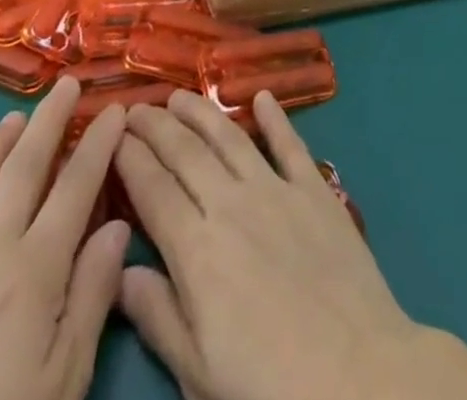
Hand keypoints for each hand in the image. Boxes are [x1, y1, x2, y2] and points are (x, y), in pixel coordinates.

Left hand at [0, 78, 129, 399]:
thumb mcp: (66, 377)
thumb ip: (92, 294)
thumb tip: (118, 226)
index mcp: (34, 270)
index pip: (75, 186)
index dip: (98, 143)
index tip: (115, 108)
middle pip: (21, 172)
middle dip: (46, 122)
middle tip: (64, 85)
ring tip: (9, 121)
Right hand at [112, 90, 425, 399]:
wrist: (354, 371)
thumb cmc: (267, 382)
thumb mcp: (198, 369)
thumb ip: (157, 315)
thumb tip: (118, 271)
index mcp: (197, 250)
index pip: (153, 190)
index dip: (130, 158)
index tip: (112, 133)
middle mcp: (231, 205)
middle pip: (186, 154)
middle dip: (157, 126)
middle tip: (136, 106)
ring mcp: (276, 190)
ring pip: (230, 138)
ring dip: (202, 112)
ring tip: (180, 94)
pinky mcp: (314, 189)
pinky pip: (289, 144)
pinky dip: (275, 117)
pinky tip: (262, 97)